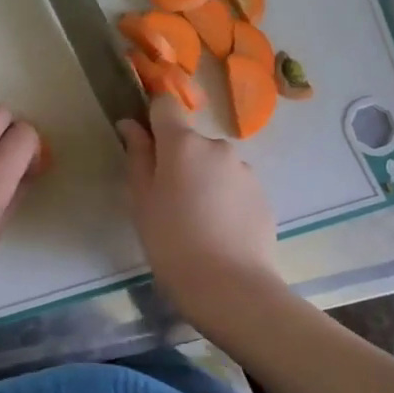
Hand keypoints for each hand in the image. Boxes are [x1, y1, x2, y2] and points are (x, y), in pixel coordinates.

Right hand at [119, 93, 279, 318]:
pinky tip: (218, 232)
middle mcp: (217, 146)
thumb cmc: (171, 242)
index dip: (152, 119)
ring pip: (213, 165)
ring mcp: (245, 169)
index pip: (165, 106)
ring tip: (195, 222)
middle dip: (177, 161)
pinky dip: (223, 199)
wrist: (230, 287)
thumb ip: (137, 157)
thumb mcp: (142, 201)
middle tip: (167, 201)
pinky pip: (233, 186)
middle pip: (189, 141)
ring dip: (202, 180)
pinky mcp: (263, 194)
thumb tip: (130, 125)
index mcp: (183, 143)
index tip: (144, 145)